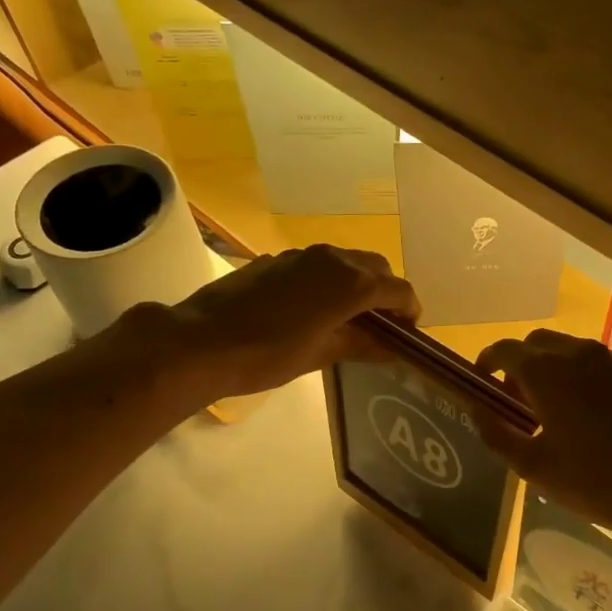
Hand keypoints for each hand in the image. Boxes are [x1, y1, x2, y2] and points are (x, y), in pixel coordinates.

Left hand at [118, 244, 420, 401]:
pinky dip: (330, 281)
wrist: (201, 342)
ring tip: (350, 317)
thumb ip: (361, 344)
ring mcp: (302, 256)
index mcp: (350, 283)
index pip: (398, 289)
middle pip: (376, 267)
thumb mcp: (321, 355)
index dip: (410, 310)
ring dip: (358, 283)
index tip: (408, 332)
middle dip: (386, 292)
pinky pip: (318, 265)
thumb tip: (391, 346)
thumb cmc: (267, 355)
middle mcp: (332, 259)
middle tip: (383, 324)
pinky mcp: (277, 260)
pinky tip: (314, 309)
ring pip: (346, 261)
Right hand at [476, 330, 611, 546]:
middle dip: (524, 364)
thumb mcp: (532, 466)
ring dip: (562, 371)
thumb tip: (477, 408)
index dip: (488, 361)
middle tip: (523, 399)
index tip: (483, 381)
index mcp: (547, 372)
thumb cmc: (592, 481)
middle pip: (541, 343)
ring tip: (566, 409)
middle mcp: (581, 352)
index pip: (505, 349)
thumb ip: (496, 432)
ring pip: (578, 352)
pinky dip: (598, 382)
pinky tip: (607, 415)